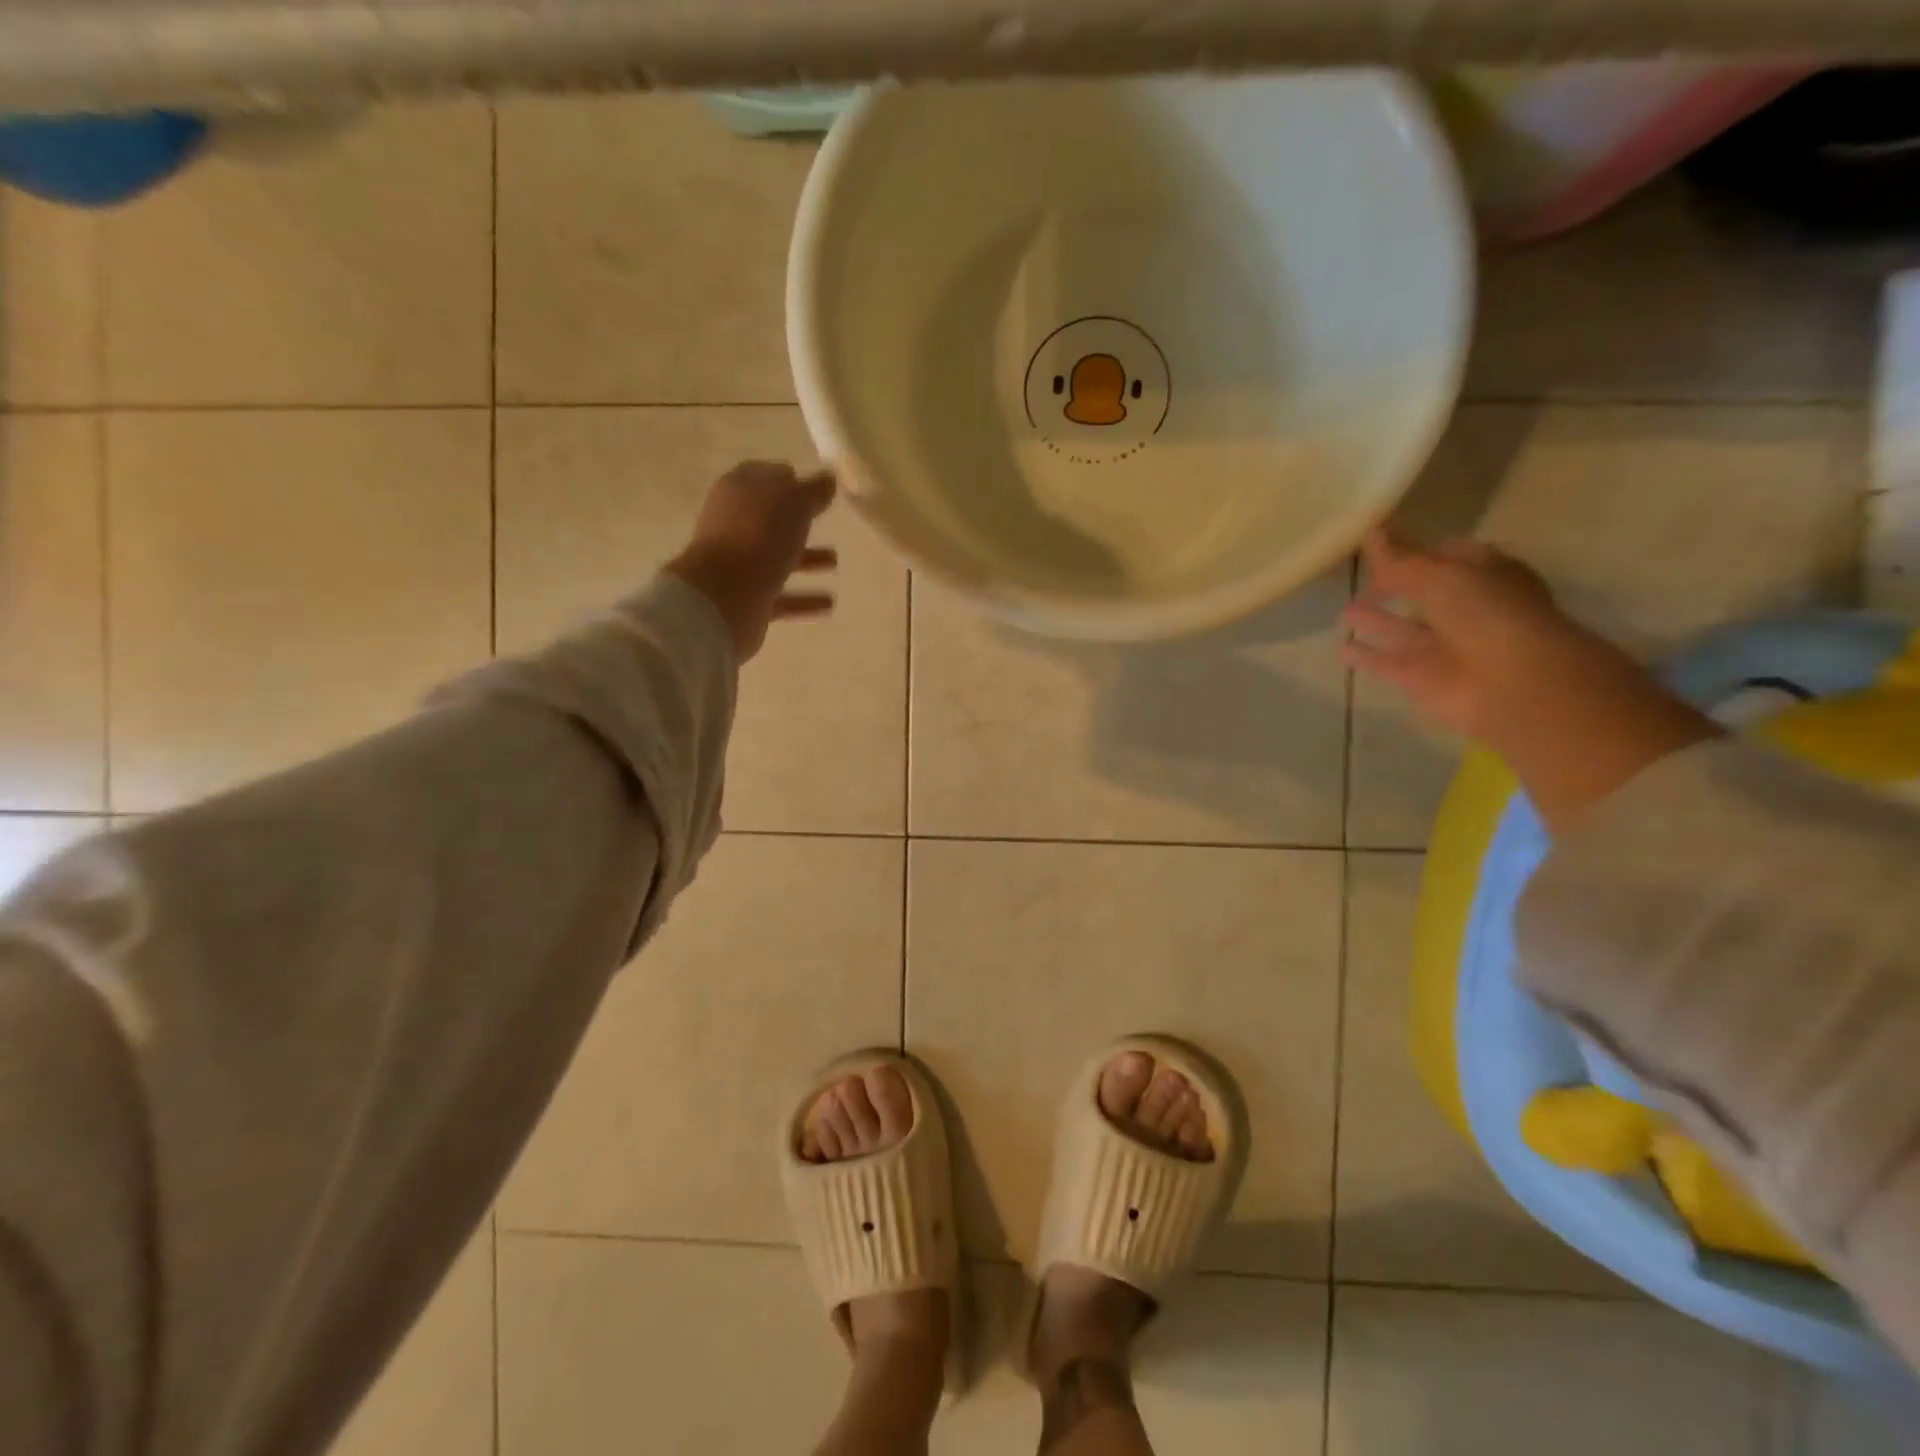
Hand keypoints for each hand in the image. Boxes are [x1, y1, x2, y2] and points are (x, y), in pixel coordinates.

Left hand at [665, 461, 837, 662]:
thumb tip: (828, 479)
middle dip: (798, 521)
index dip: (789, 479)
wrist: (724, 594)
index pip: (764, 477)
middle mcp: (734, 525)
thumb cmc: (759, 535)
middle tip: (826, 521)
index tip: (816, 487)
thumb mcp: (794, 501)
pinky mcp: (746, 599)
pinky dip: (804, 599)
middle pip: (770, 519)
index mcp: (739, 491)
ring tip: (835, 562)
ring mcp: (738, 564)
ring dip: (806, 560)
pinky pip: (781, 597)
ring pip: (777, 558)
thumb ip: (813, 490)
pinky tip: (829, 603)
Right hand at [1343, 527, 1718, 833]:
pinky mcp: (1422, 677)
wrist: (1510, 684)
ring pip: (1404, 629)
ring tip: (1344, 608)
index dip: (1417, 548)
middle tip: (1360, 573)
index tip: (1381, 542)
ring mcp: (1445, 646)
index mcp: (1485, 575)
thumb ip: (1400, 559)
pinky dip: (1367, 656)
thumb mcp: (1440, 575)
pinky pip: (1387, 662)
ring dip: (1377, 620)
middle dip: (1396, 584)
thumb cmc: (1487, 615)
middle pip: (1424, 592)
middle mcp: (1467, 609)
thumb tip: (1371, 531)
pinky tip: (1341, 647)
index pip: (1448, 555)